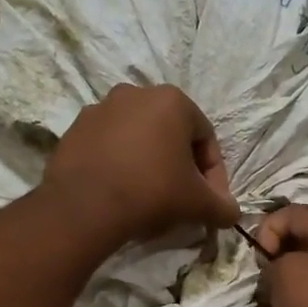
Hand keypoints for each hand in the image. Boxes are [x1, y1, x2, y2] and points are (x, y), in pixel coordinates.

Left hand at [43, 84, 239, 246]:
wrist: (85, 206)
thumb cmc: (152, 192)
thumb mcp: (198, 203)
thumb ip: (223, 206)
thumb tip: (232, 213)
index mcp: (172, 100)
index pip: (205, 138)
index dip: (213, 174)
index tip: (210, 201)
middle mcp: (135, 93)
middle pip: (170, 134)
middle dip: (180, 165)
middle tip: (181, 198)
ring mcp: (100, 108)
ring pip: (138, 138)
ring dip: (148, 162)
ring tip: (148, 196)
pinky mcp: (75, 129)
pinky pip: (108, 146)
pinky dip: (119, 164)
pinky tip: (120, 191)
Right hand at [257, 204, 307, 306]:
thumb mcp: (285, 272)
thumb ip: (272, 258)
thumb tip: (275, 266)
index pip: (294, 213)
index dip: (269, 227)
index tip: (259, 255)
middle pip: (300, 244)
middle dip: (274, 258)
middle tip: (262, 278)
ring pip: (303, 274)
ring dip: (281, 285)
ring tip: (269, 303)